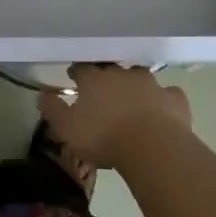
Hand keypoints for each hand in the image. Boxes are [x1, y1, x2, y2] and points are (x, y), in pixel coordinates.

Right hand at [37, 65, 191, 172]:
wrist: (152, 147)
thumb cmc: (104, 138)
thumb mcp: (67, 129)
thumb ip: (53, 110)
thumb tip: (42, 94)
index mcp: (95, 80)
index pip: (82, 69)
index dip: (77, 73)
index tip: (74, 78)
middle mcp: (122, 74)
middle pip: (111, 69)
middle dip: (107, 77)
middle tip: (104, 92)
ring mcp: (150, 84)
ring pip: (140, 77)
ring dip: (135, 85)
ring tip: (132, 99)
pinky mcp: (173, 99)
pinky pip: (168, 94)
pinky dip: (164, 100)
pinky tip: (163, 109)